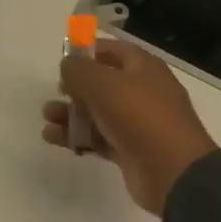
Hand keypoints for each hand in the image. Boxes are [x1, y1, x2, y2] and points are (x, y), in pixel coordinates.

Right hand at [42, 39, 217, 214]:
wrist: (172, 171)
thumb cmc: (138, 116)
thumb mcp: (102, 84)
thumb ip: (78, 70)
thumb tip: (67, 64)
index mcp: (143, 68)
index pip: (113, 50)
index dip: (88, 51)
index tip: (63, 59)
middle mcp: (142, 91)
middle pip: (102, 83)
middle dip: (75, 87)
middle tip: (57, 93)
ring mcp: (137, 123)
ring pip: (97, 112)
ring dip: (70, 114)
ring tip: (48, 118)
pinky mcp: (129, 149)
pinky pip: (98, 137)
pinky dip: (77, 137)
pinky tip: (54, 138)